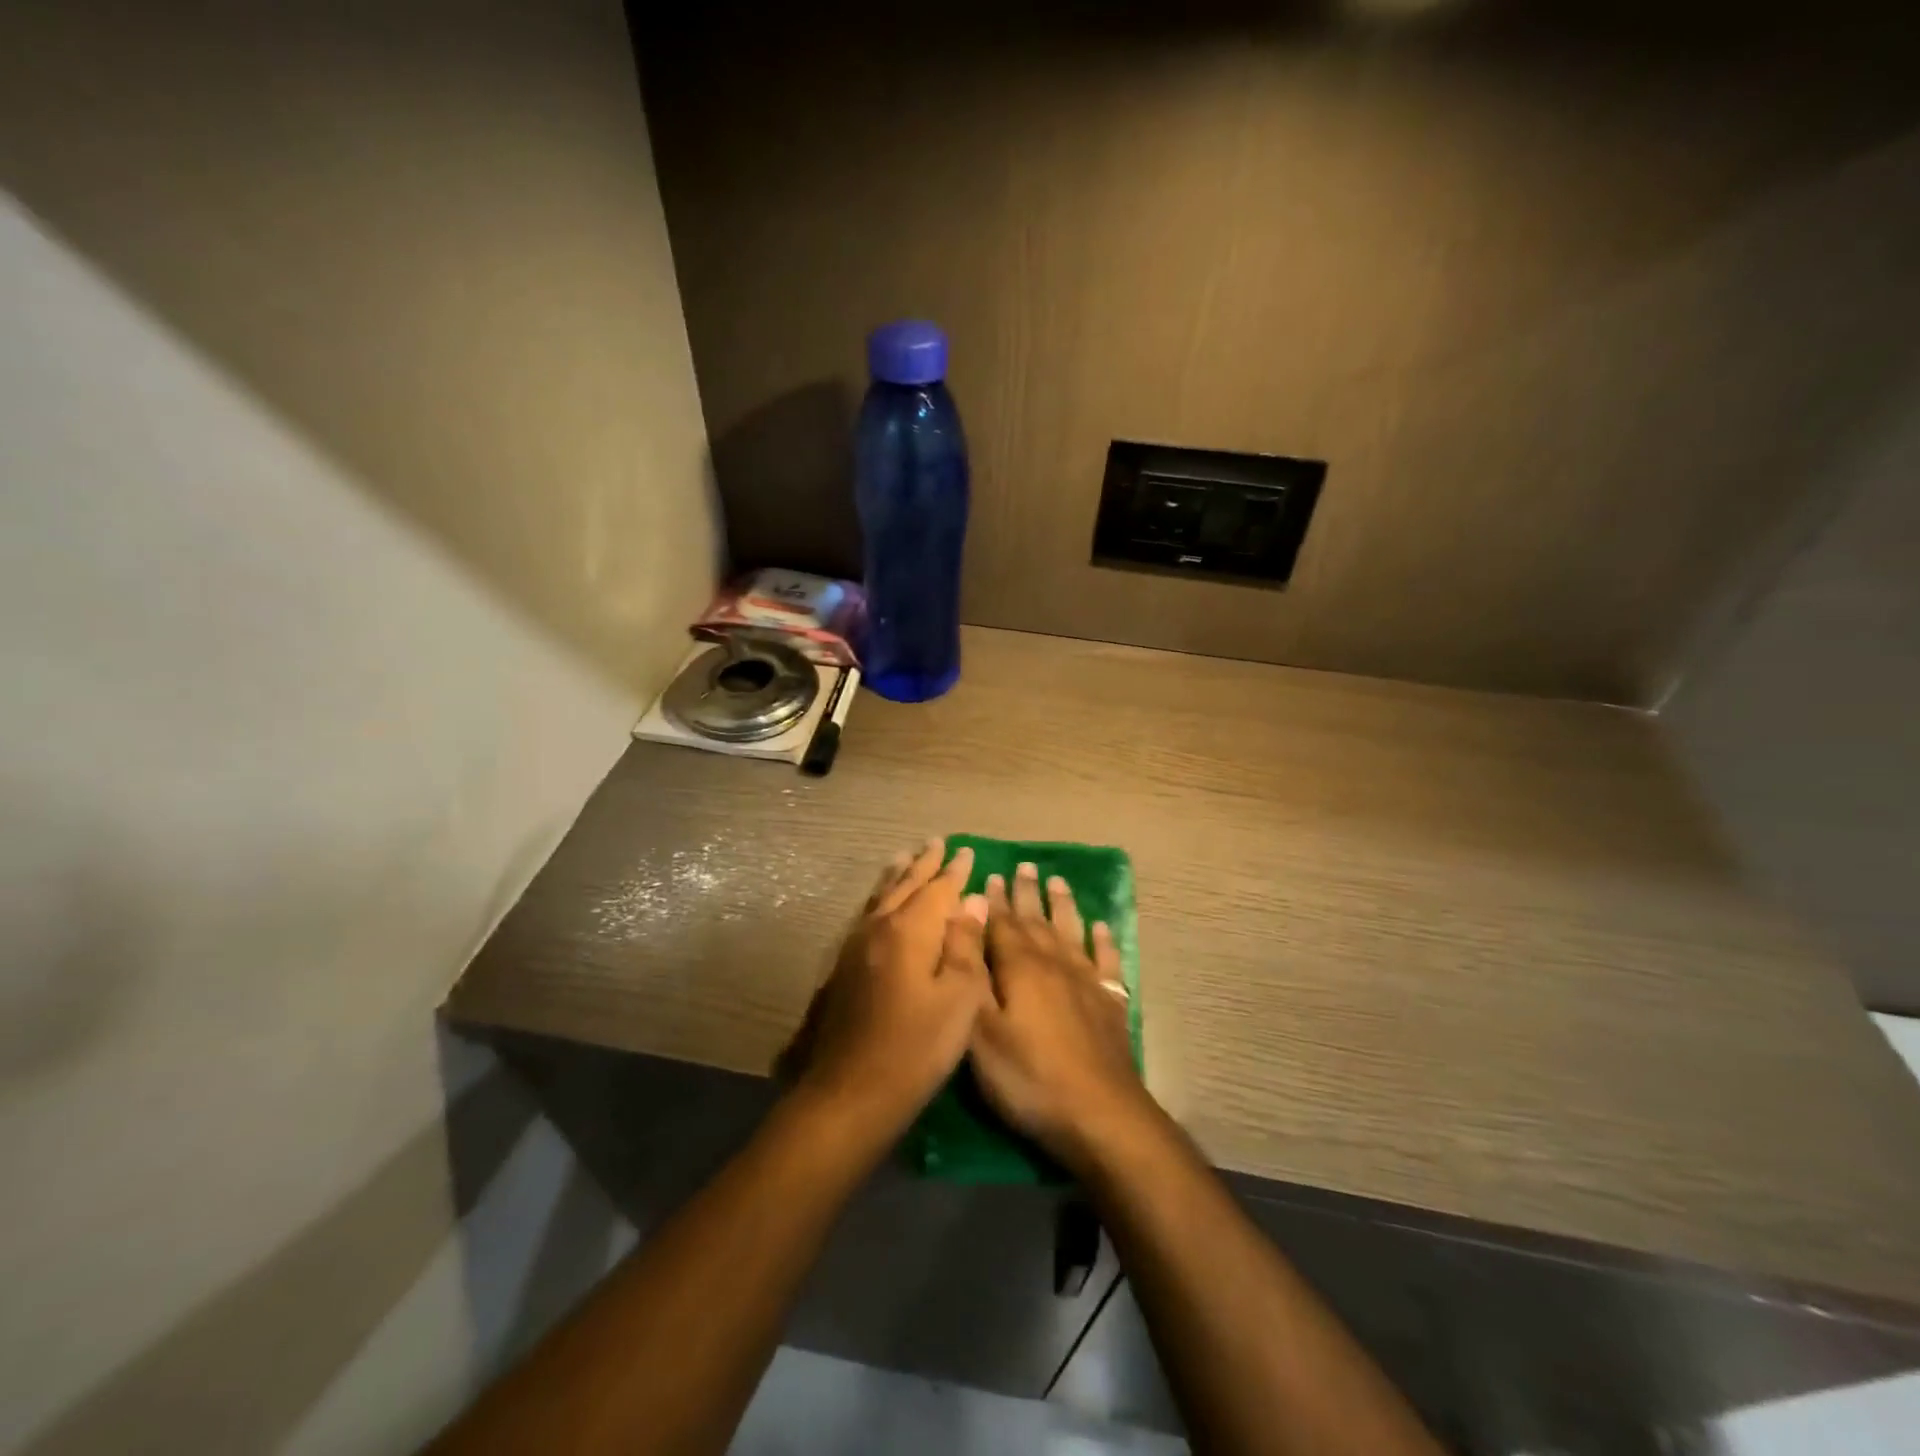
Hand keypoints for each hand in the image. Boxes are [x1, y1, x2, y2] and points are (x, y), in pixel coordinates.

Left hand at [784, 840, 990, 1142]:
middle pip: (906, 885)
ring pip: (881, 897)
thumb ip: (965, 945)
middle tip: (937, 843)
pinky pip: (867, 915)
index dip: (955, 871)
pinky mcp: (844, 966)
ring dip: (897, 875)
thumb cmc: (916, 1048)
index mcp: (910, 930)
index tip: (966, 852)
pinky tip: (881, 905)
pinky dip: (880, 898)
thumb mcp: (958, 1000)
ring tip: (905, 857)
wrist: (849, 1092)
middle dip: (924, 864)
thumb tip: (971, 901)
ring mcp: (856, 946)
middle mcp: (880, 927)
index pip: (939, 889)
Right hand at [969, 862, 1157, 1172]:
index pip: (1002, 923)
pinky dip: (1104, 940)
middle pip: (1037, 920)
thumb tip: (964, 920)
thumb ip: (970, 972)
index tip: (991, 874)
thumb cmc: (1028, 1076)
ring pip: (1072, 931)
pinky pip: (1107, 960)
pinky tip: (1102, 927)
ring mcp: (1087, 981)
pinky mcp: (1110, 1003)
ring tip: (1058, 882)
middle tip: (1024, 866)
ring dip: (1063, 905)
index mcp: (1020, 966)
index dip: (994, 900)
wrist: (1100, 1114)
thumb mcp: (980, 1030)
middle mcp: (1055, 963)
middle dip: (1027, 893)